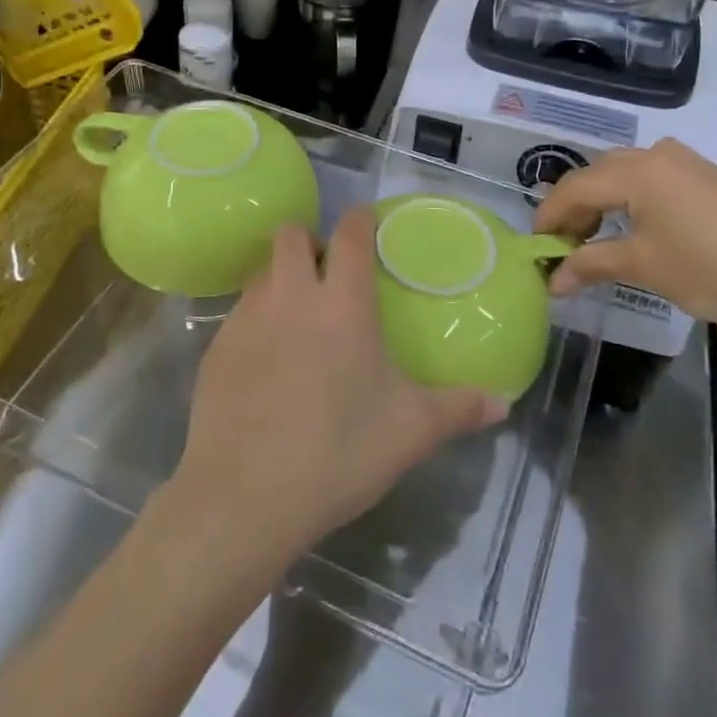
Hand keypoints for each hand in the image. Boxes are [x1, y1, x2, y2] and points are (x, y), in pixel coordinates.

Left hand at [171, 208, 508, 561]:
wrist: (242, 497)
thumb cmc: (337, 452)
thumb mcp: (409, 433)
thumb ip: (457, 410)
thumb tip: (501, 404)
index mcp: (342, 304)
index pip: (350, 235)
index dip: (360, 219)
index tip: (367, 221)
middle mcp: (290, 297)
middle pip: (291, 235)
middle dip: (309, 241)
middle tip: (327, 274)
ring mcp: (246, 320)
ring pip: (261, 272)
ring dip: (280, 279)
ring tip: (297, 318)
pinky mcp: (215, 349)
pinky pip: (239, 314)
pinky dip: (256, 321)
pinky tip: (266, 364)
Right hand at [533, 138, 716, 344]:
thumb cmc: (711, 270)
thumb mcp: (643, 267)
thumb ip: (590, 265)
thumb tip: (552, 281)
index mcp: (635, 171)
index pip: (574, 188)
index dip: (549, 217)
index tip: (537, 248)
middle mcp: (656, 154)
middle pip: (596, 174)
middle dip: (574, 207)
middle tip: (565, 246)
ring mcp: (685, 161)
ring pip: (624, 172)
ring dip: (602, 201)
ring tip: (596, 238)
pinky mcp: (706, 175)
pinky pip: (652, 177)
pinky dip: (631, 198)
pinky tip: (636, 227)